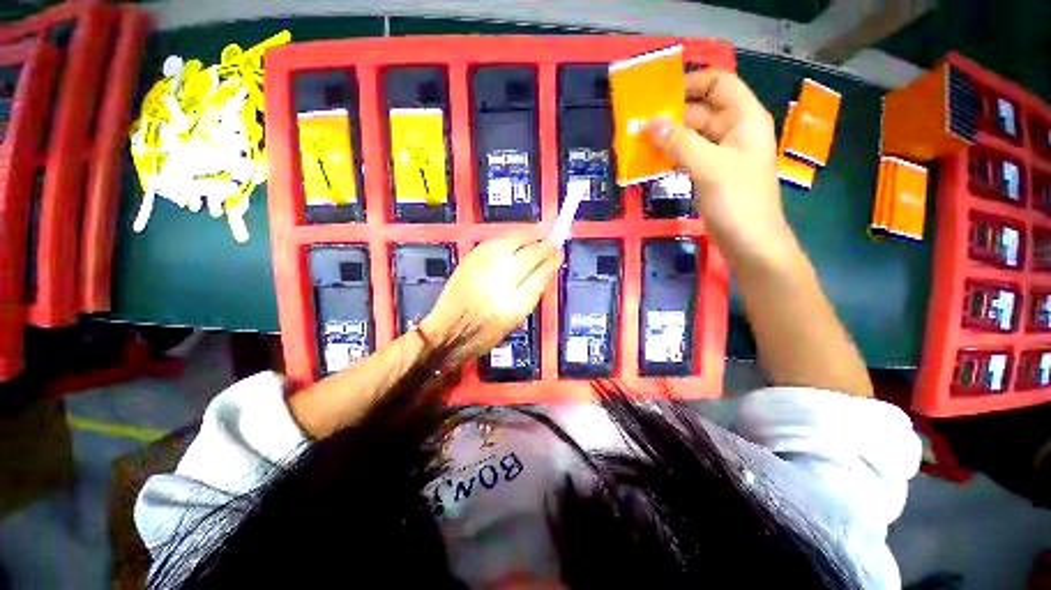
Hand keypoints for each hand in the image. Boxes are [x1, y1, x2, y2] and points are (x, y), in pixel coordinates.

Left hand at [421, 237, 561, 360]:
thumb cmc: (484, 332)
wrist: (447, 331)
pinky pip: (495, 241)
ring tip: (535, 241)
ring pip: (511, 240)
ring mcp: (481, 265)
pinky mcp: (470, 258)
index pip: (539, 270)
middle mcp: (498, 278)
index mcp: (512, 301)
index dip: (551, 258)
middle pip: (527, 251)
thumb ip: (534, 288)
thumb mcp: (516, 317)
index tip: (559, 251)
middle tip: (551, 244)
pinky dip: (509, 239)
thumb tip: (549, 265)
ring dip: (527, 238)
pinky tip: (513, 244)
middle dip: (543, 245)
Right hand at [647, 70, 793, 267]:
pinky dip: (671, 155)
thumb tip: (651, 124)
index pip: (720, 85)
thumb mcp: (710, 168)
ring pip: (692, 136)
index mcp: (744, 120)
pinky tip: (651, 160)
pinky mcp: (710, 175)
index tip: (661, 91)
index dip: (693, 82)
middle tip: (640, 121)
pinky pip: (688, 156)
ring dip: (669, 136)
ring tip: (639, 140)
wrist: (750, 243)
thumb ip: (680, 143)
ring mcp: (721, 155)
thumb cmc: (738, 202)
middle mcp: (734, 132)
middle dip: (673, 114)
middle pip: (702, 111)